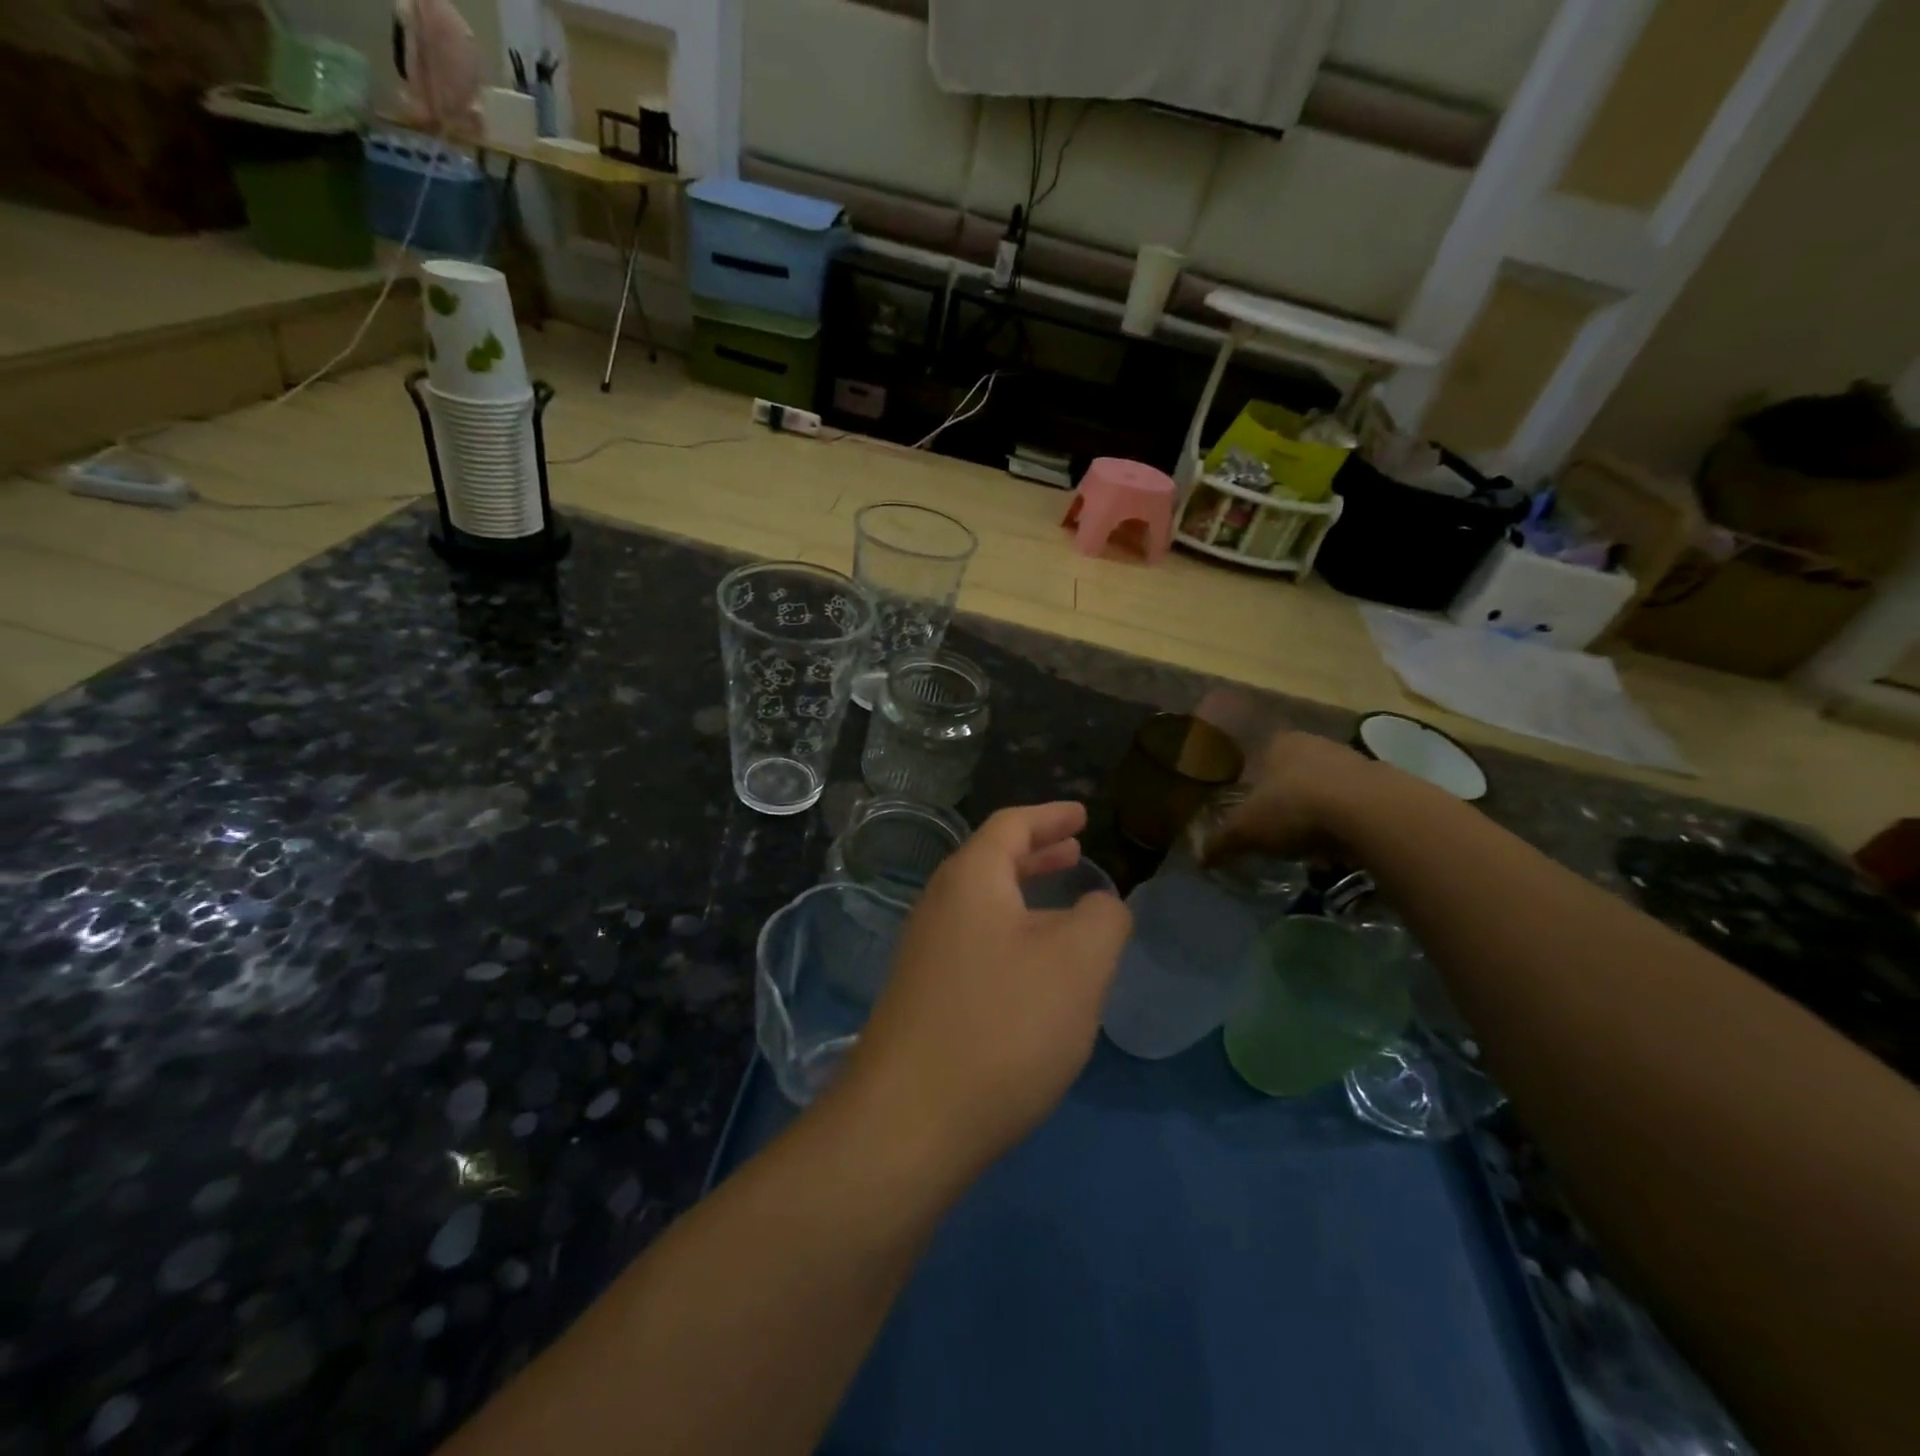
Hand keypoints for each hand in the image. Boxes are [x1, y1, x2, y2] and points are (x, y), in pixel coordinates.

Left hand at [842, 803, 1131, 1173]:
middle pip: (992, 861)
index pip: (1010, 825)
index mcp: (971, 880)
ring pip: (984, 906)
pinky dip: (1012, 935)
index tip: (1081, 813)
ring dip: (1025, 897)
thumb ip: (1102, 920)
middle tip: (1074, 850)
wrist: (910, 1122)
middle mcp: (940, 905)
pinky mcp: (924, 996)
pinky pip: (976, 943)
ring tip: (1065, 906)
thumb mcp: (1078, 965)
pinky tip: (1036, 969)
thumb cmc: (1003, 1025)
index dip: (1049, 816)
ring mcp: (925, 953)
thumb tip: (1101, 905)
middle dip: (1037, 853)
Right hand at [1203, 731, 1388, 867]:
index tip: (1249, 809)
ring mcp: (1355, 761)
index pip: (1259, 755)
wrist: (1372, 814)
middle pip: (1295, 772)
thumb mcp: (1246, 830)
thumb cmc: (1294, 808)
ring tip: (1310, 847)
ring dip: (1319, 814)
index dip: (1252, 782)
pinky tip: (1341, 849)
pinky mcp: (1387, 786)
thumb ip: (1221, 842)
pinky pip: (1356, 808)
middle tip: (1277, 831)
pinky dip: (1347, 827)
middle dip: (1287, 800)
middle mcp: (1316, 744)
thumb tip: (1198, 859)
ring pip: (1327, 789)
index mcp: (1279, 743)